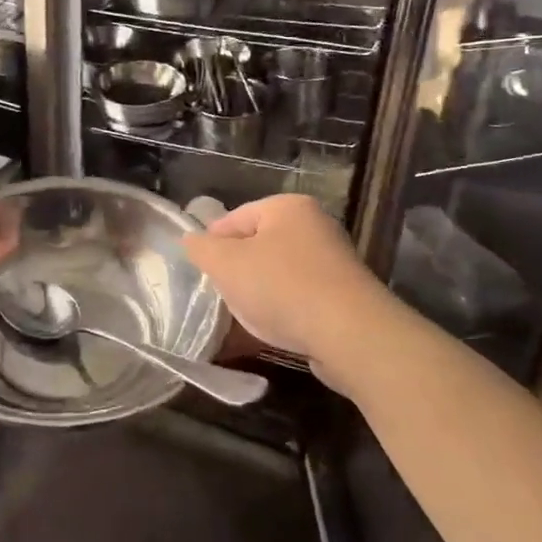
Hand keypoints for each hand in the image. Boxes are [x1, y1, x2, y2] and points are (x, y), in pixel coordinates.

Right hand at [183, 194, 390, 380]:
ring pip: (278, 273)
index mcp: (288, 207)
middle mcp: (314, 226)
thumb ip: (202, 249)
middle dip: (237, 270)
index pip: (235, 217)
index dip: (212, 242)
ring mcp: (333, 261)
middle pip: (258, 245)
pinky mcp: (344, 296)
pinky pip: (300, 297)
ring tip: (242, 317)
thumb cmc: (282, 287)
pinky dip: (283, 310)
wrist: (350, 334)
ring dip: (258, 293)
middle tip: (220, 294)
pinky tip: (272, 330)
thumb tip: (192, 240)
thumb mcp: (226, 264)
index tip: (200, 270)